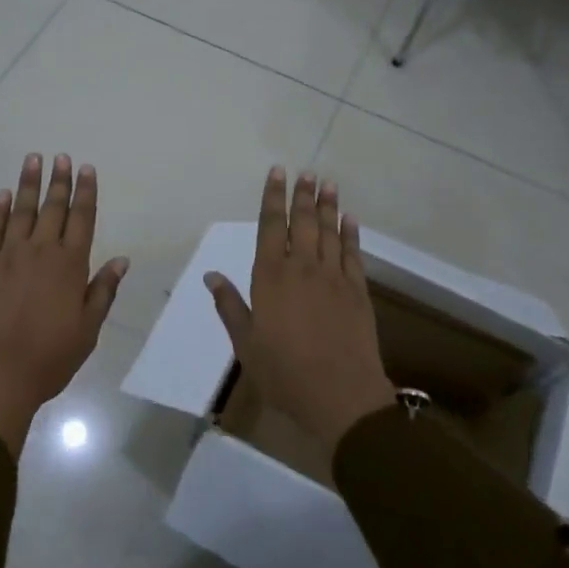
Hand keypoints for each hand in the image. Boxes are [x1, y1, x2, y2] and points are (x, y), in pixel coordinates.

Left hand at [0, 153, 128, 455]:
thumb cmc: (48, 357)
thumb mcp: (88, 329)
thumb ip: (103, 290)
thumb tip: (121, 260)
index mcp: (70, 265)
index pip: (82, 219)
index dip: (86, 192)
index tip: (87, 168)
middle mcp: (40, 251)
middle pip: (53, 208)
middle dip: (59, 181)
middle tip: (61, 157)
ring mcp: (7, 256)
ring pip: (21, 211)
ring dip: (28, 184)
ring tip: (33, 160)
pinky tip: (2, 195)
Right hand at [204, 169, 394, 453]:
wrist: (340, 395)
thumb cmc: (284, 372)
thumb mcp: (245, 343)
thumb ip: (230, 306)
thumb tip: (211, 276)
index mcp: (271, 277)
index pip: (271, 226)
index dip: (273, 198)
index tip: (277, 173)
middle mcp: (302, 268)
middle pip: (304, 222)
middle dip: (303, 195)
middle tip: (307, 172)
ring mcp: (333, 278)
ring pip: (330, 232)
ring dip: (329, 206)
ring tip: (328, 183)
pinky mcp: (357, 292)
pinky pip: (353, 254)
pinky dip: (351, 234)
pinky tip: (350, 219)